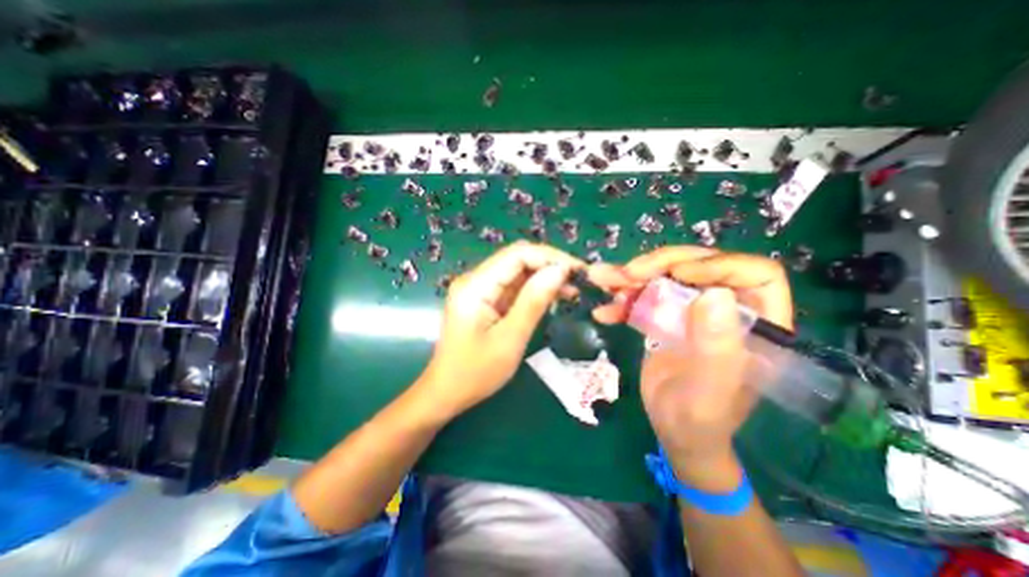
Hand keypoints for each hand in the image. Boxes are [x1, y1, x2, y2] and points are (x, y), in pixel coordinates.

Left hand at [416, 240, 578, 421]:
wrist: (447, 392)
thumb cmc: (476, 372)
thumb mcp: (510, 339)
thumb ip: (533, 302)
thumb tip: (559, 271)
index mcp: (475, 286)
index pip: (517, 255)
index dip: (550, 257)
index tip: (578, 270)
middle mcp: (475, 280)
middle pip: (517, 259)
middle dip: (550, 265)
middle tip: (579, 279)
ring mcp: (480, 289)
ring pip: (518, 272)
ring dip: (545, 277)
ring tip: (573, 289)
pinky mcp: (485, 299)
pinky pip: (514, 287)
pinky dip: (535, 289)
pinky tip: (555, 296)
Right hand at [592, 247, 788, 485]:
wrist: (674, 431)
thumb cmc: (700, 420)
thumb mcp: (709, 392)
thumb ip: (717, 349)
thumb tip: (714, 294)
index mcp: (757, 325)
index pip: (755, 275)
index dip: (718, 264)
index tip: (679, 275)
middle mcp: (727, 310)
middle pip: (700, 266)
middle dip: (660, 265)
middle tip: (627, 274)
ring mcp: (693, 311)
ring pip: (667, 276)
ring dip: (632, 277)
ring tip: (603, 280)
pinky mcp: (667, 317)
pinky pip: (645, 296)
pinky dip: (622, 299)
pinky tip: (604, 311)